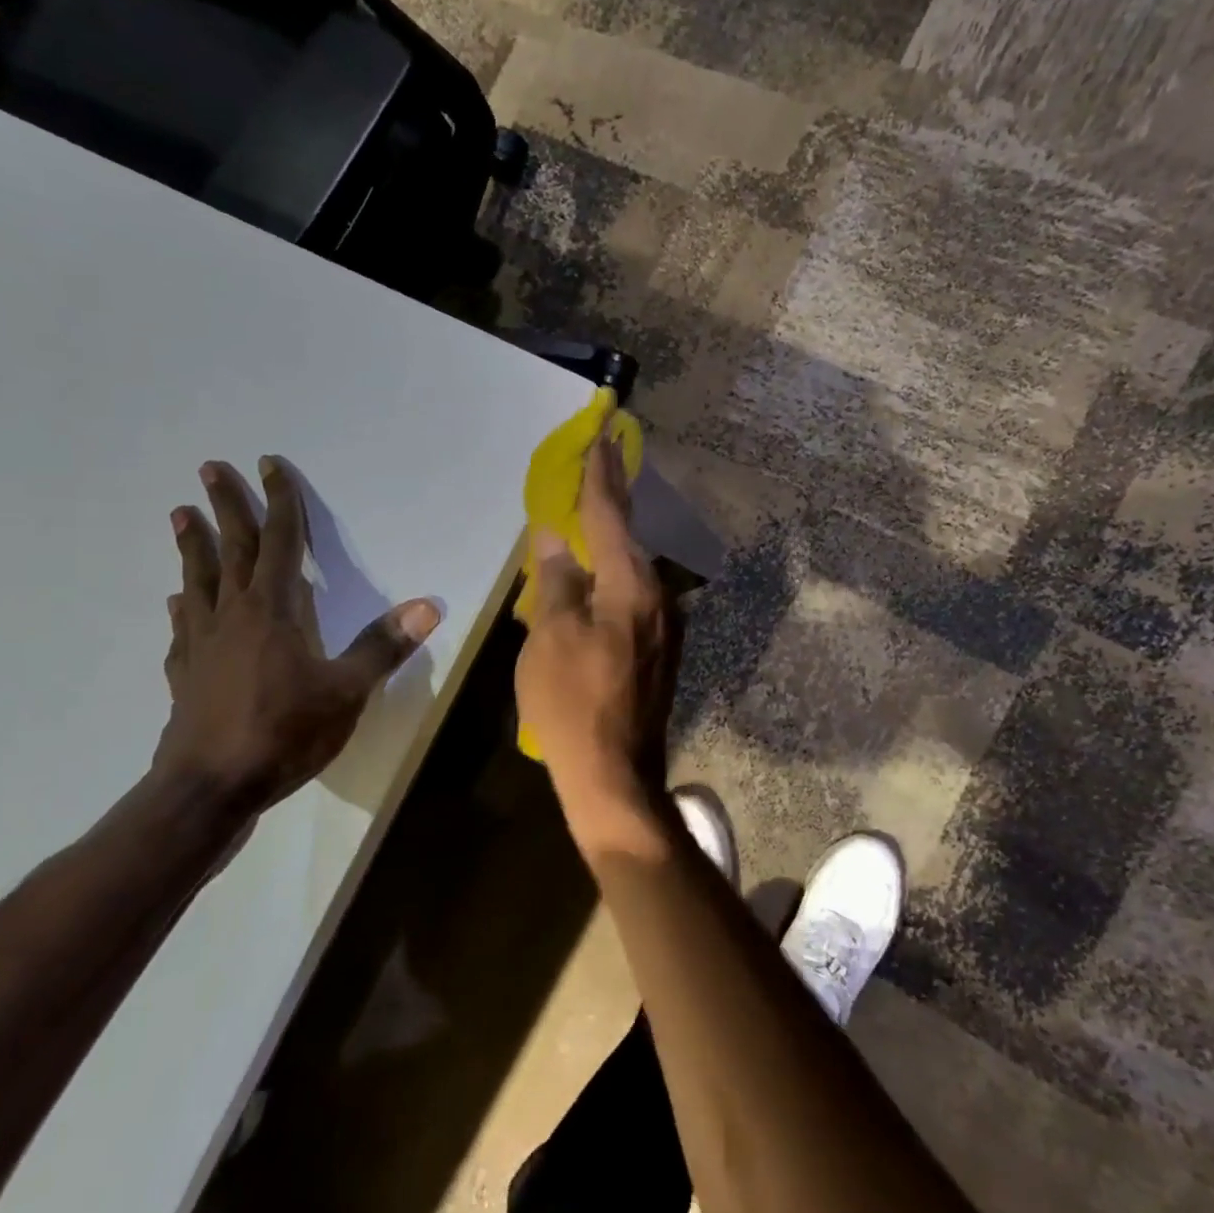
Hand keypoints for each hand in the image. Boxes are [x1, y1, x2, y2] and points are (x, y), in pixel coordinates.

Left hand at [152, 458, 439, 810]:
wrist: (210, 789)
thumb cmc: (284, 733)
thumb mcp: (347, 691)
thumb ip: (383, 647)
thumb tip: (427, 606)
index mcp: (273, 610)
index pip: (281, 542)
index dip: (280, 502)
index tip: (270, 464)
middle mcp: (233, 615)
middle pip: (232, 549)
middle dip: (227, 507)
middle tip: (210, 469)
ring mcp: (201, 644)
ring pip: (198, 581)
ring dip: (193, 546)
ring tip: (180, 516)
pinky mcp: (184, 674)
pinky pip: (183, 628)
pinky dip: (183, 606)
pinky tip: (177, 602)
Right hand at [515, 437, 681, 857]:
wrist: (615, 777)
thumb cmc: (573, 703)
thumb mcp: (550, 637)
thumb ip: (557, 580)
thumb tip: (557, 538)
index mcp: (632, 586)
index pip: (612, 515)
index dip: (601, 475)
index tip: (603, 435)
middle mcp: (658, 597)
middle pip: (626, 540)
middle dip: (606, 506)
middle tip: (591, 471)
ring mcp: (664, 627)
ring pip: (629, 573)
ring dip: (606, 548)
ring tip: (581, 526)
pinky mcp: (658, 652)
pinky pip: (630, 600)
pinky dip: (608, 583)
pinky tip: (588, 587)